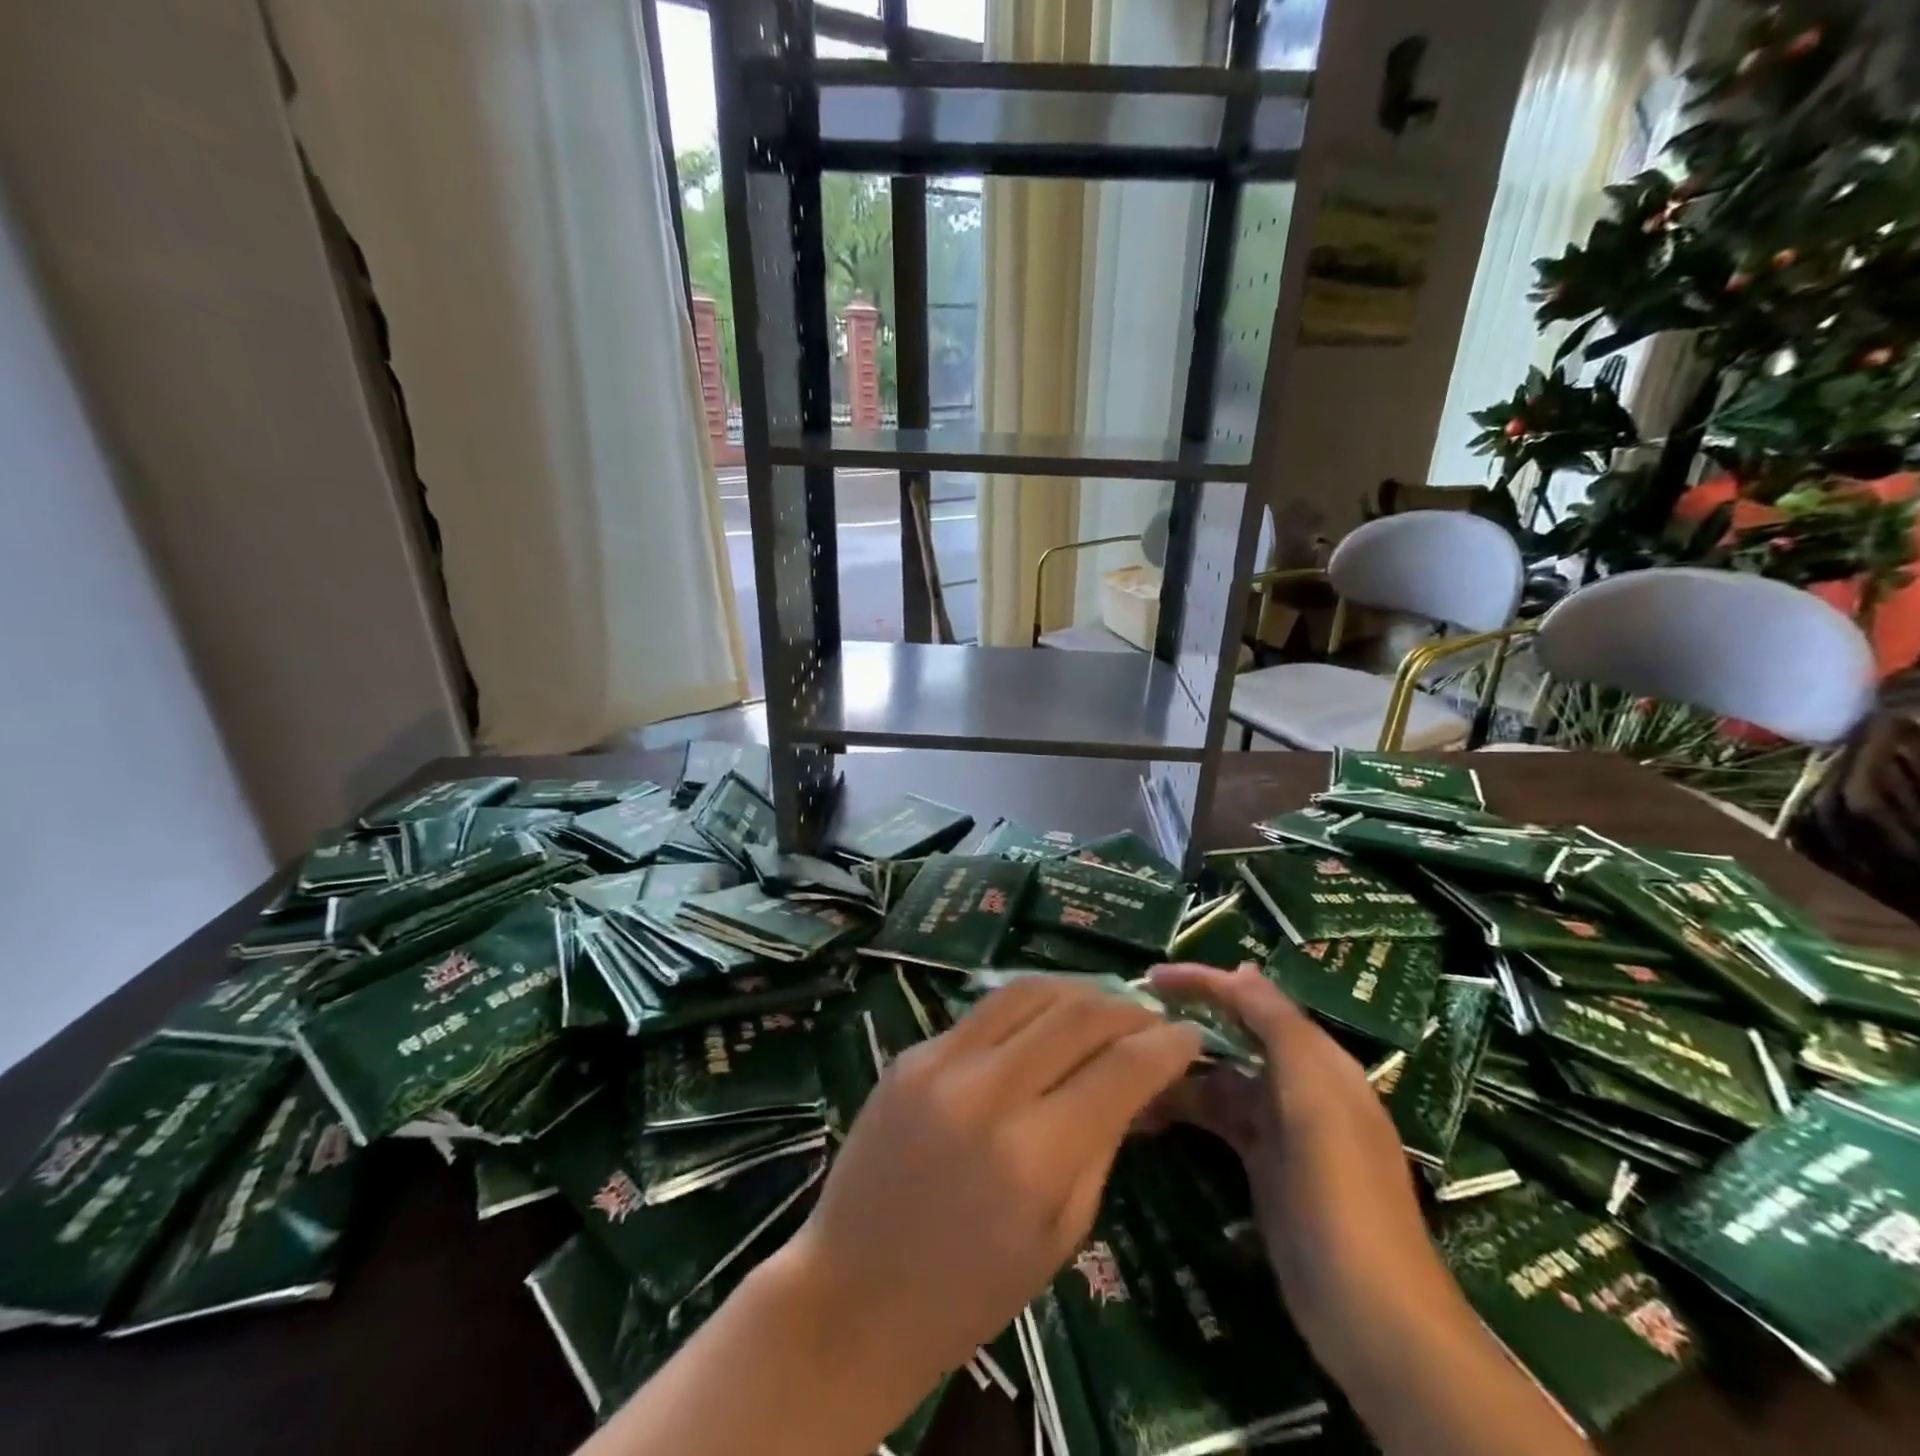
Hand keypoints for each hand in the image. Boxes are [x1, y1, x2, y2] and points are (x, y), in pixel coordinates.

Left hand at [779, 976, 1201, 1404]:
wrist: (853, 1291)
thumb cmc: (969, 1291)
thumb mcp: (1060, 1236)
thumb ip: (1102, 1145)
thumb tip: (1137, 1082)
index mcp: (1033, 1155)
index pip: (1120, 1069)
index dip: (1166, 1045)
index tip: (1190, 1036)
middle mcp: (987, 1091)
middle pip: (1077, 1013)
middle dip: (1126, 1009)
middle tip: (1150, 1020)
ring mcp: (940, 1062)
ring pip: (1027, 991)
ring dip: (1078, 991)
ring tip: (1104, 1006)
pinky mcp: (910, 1052)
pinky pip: (984, 1011)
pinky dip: (1027, 1009)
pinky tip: (1044, 1023)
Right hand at [1146, 963, 1461, 1383]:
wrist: (1372, 1318)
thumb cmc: (1342, 1196)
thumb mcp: (1315, 1100)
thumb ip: (1281, 1029)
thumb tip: (1243, 969)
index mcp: (1318, 1062)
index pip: (1254, 1000)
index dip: (1204, 981)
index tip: (1149, 977)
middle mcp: (1300, 1086)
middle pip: (1233, 1036)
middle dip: (1185, 1023)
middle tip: (1124, 1022)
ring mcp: (1280, 1129)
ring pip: (1218, 1079)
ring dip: (1177, 1071)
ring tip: (1123, 1070)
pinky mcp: (1262, 1165)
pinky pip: (1216, 1119)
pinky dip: (1183, 1110)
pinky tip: (1146, 1115)